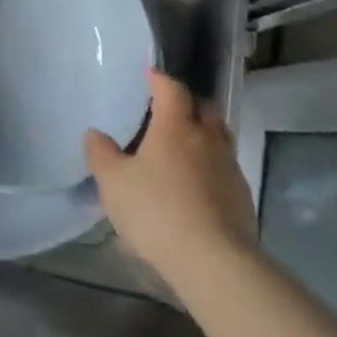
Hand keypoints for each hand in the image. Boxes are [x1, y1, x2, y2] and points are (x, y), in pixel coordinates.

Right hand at [84, 71, 256, 283]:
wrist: (213, 260)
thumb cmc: (156, 211)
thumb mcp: (114, 183)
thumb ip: (101, 154)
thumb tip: (94, 133)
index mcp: (175, 127)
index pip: (172, 89)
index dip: (159, 79)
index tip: (149, 75)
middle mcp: (207, 139)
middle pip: (203, 109)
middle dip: (187, 104)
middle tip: (167, 111)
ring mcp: (229, 167)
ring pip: (218, 138)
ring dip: (202, 135)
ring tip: (181, 147)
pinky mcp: (241, 196)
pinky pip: (225, 168)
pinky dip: (210, 166)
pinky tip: (195, 185)